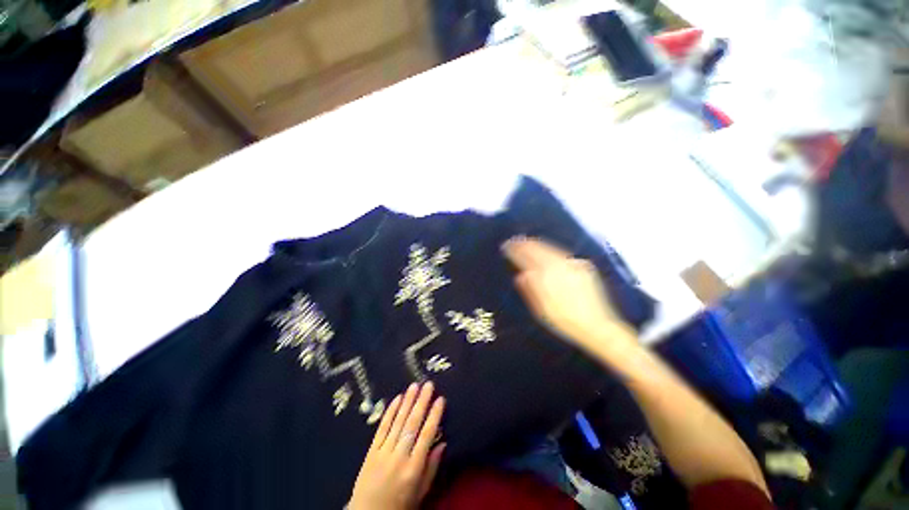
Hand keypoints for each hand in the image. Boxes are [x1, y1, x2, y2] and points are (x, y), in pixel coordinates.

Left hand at [349, 382, 445, 509]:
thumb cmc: (399, 505)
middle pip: (412, 424)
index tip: (440, 399)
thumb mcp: (420, 493)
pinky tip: (397, 398)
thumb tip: (443, 443)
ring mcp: (383, 452)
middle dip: (421, 402)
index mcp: (413, 469)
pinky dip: (390, 412)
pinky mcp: (371, 451)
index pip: (426, 436)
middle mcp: (398, 457)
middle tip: (428, 385)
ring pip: (397, 422)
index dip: (434, 416)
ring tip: (414, 386)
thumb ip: (432, 467)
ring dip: (407, 402)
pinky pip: (382, 428)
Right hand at [503, 237, 636, 355]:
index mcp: (546, 276)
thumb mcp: (541, 310)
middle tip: (514, 241)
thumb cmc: (564, 321)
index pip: (527, 257)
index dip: (515, 251)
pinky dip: (550, 249)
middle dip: (525, 244)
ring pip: (551, 248)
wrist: (598, 326)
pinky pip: (562, 253)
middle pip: (538, 248)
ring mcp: (573, 264)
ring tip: (527, 242)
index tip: (507, 246)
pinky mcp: (583, 266)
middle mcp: (560, 265)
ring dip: (537, 244)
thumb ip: (530, 290)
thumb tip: (520, 276)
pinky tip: (547, 251)